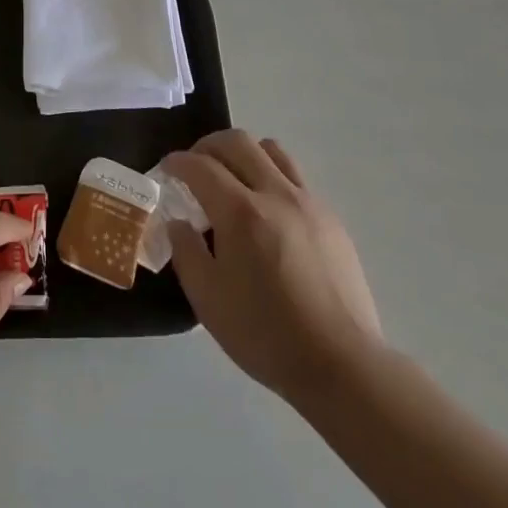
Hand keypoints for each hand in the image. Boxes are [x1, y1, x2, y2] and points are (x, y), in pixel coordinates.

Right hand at [161, 130, 382, 406]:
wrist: (341, 364)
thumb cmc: (266, 334)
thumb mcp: (208, 300)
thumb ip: (187, 252)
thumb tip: (179, 223)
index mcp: (241, 212)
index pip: (201, 166)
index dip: (178, 162)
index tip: (166, 168)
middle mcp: (275, 194)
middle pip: (237, 142)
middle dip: (208, 146)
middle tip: (195, 165)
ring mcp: (308, 203)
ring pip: (272, 150)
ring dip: (244, 154)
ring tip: (233, 178)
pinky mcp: (331, 219)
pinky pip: (296, 178)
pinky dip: (272, 177)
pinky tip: (267, 211)